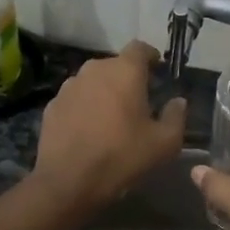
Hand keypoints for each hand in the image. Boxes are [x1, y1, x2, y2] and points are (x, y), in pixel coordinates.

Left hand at [32, 42, 186, 209]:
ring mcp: (69, 86)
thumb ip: (176, 116)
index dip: (150, 57)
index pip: (140, 48)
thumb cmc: (122, 156)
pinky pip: (76, 99)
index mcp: (125, 71)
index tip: (158, 71)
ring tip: (112, 117)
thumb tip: (178, 101)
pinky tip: (89, 130)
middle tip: (139, 101)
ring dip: (105, 92)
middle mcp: (94, 70)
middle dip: (128, 78)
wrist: (68, 182)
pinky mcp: (52, 105)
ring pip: (93, 81)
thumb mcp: (164, 143)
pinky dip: (85, 107)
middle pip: (115, 64)